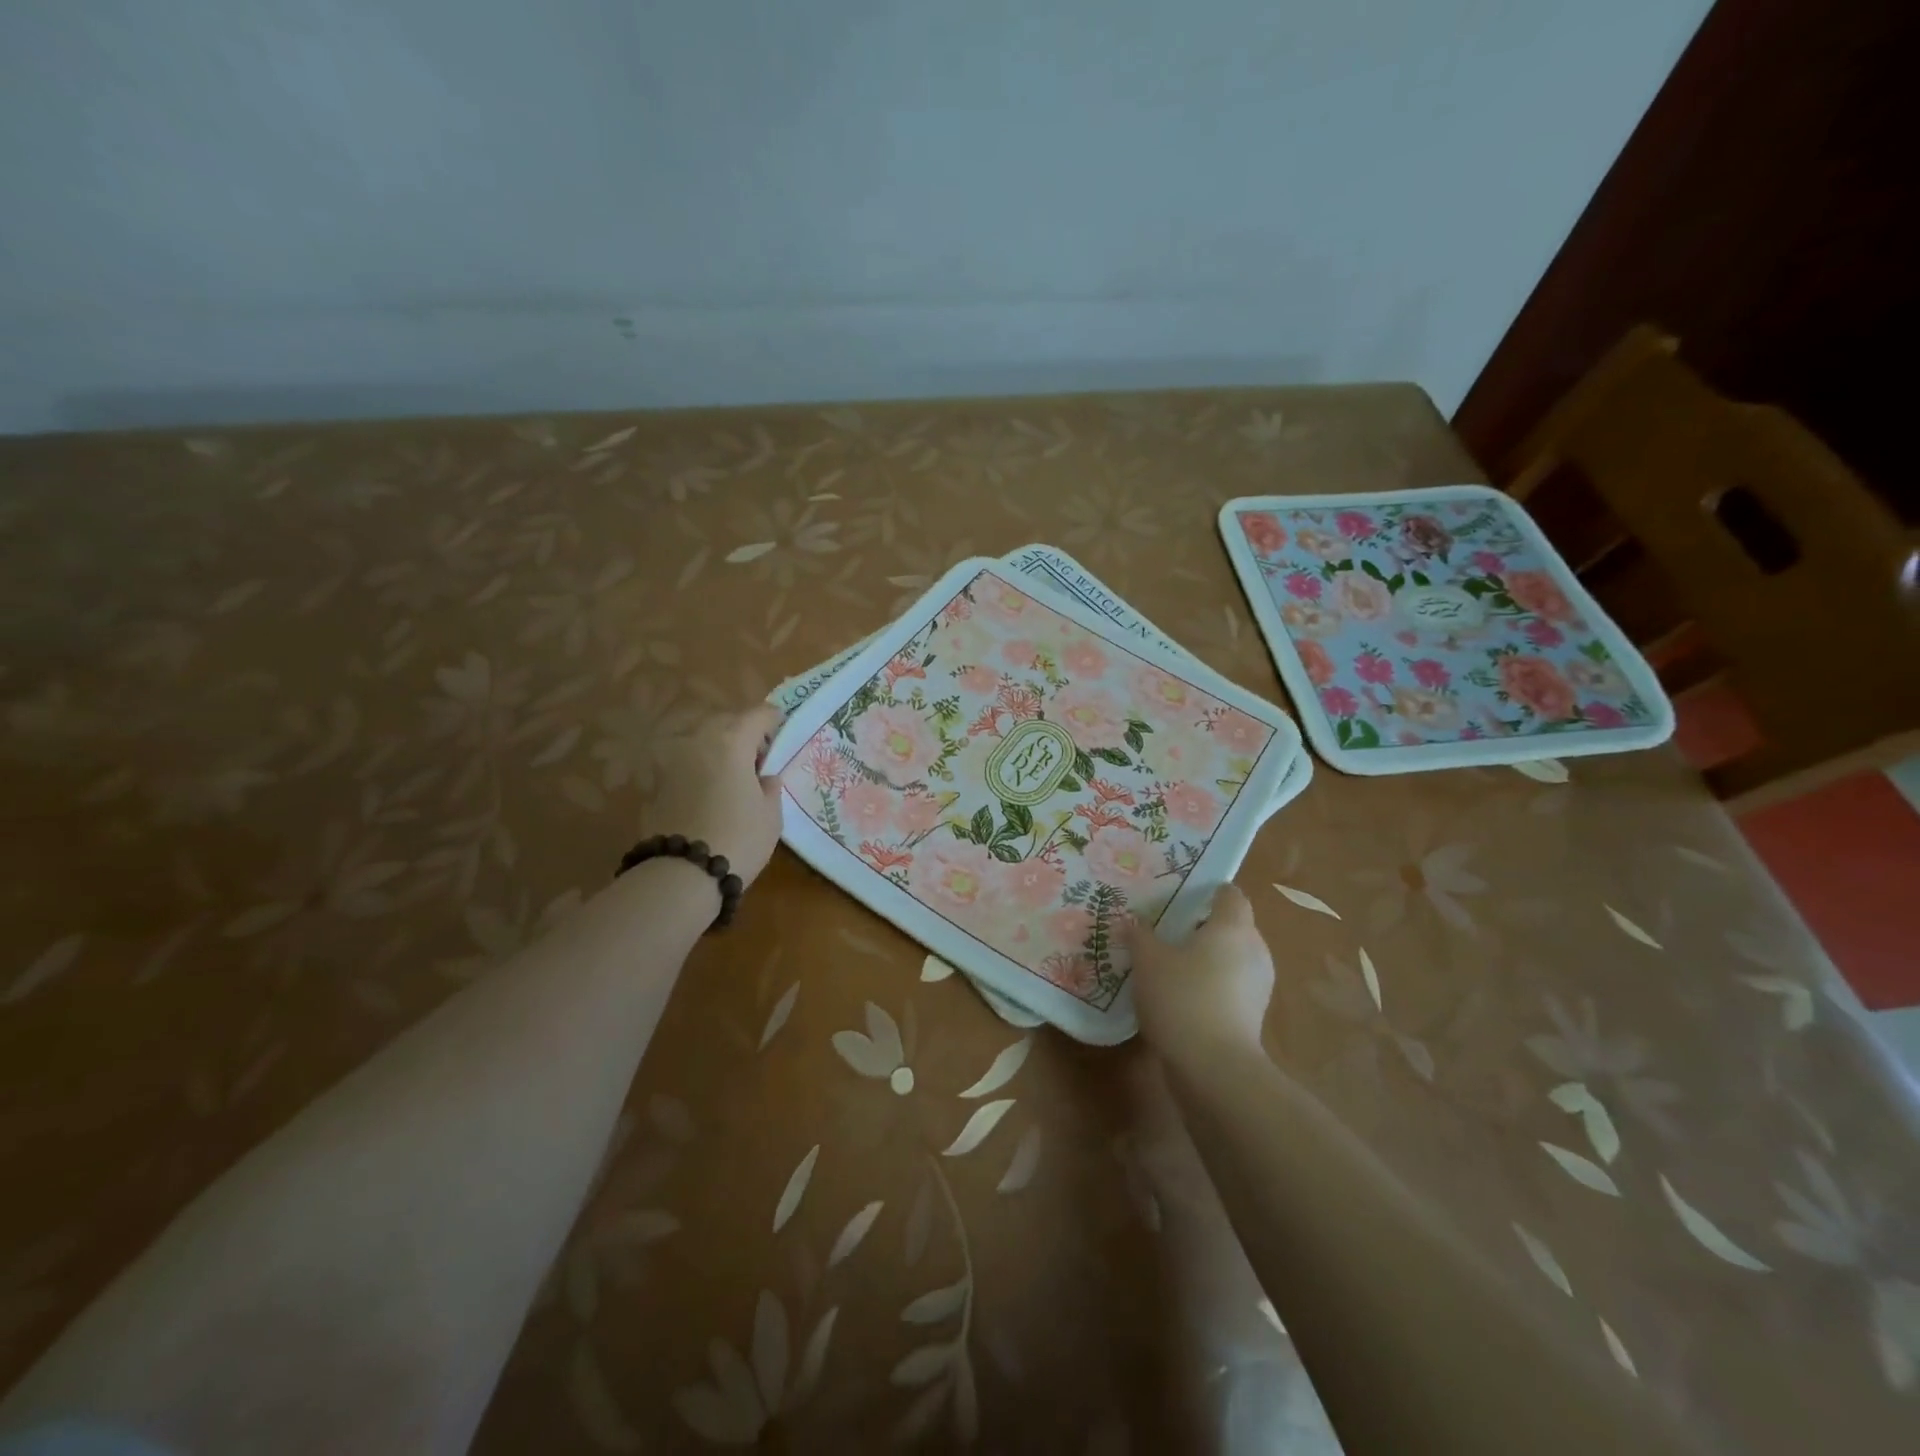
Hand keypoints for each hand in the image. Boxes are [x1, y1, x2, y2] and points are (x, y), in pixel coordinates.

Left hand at [638, 705, 785, 887]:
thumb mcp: (770, 815)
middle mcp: (698, 741)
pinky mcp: (655, 784)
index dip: (773, 720)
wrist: (682, 874)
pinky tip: (709, 795)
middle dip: (743, 733)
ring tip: (732, 777)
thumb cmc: (739, 839)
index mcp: (731, 741)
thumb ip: (769, 787)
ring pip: (701, 742)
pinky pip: (685, 766)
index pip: (758, 714)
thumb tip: (764, 778)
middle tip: (758, 757)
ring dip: (718, 751)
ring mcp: (671, 761)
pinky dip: (699, 771)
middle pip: (725, 723)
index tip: (782, 731)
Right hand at [1131, 882, 1274, 1061]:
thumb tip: (1132, 922)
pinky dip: (1210, 987)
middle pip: (1232, 927)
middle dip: (1202, 927)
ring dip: (1206, 960)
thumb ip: (1139, 936)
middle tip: (1166, 930)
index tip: (1182, 894)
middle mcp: (1254, 950)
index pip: (1231, 895)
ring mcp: (1258, 987)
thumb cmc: (1182, 997)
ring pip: (1231, 959)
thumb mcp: (1147, 960)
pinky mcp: (1252, 1018)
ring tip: (1169, 965)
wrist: (1214, 1068)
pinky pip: (1229, 988)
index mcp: (1233, 927)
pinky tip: (1179, 998)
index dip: (1209, 891)